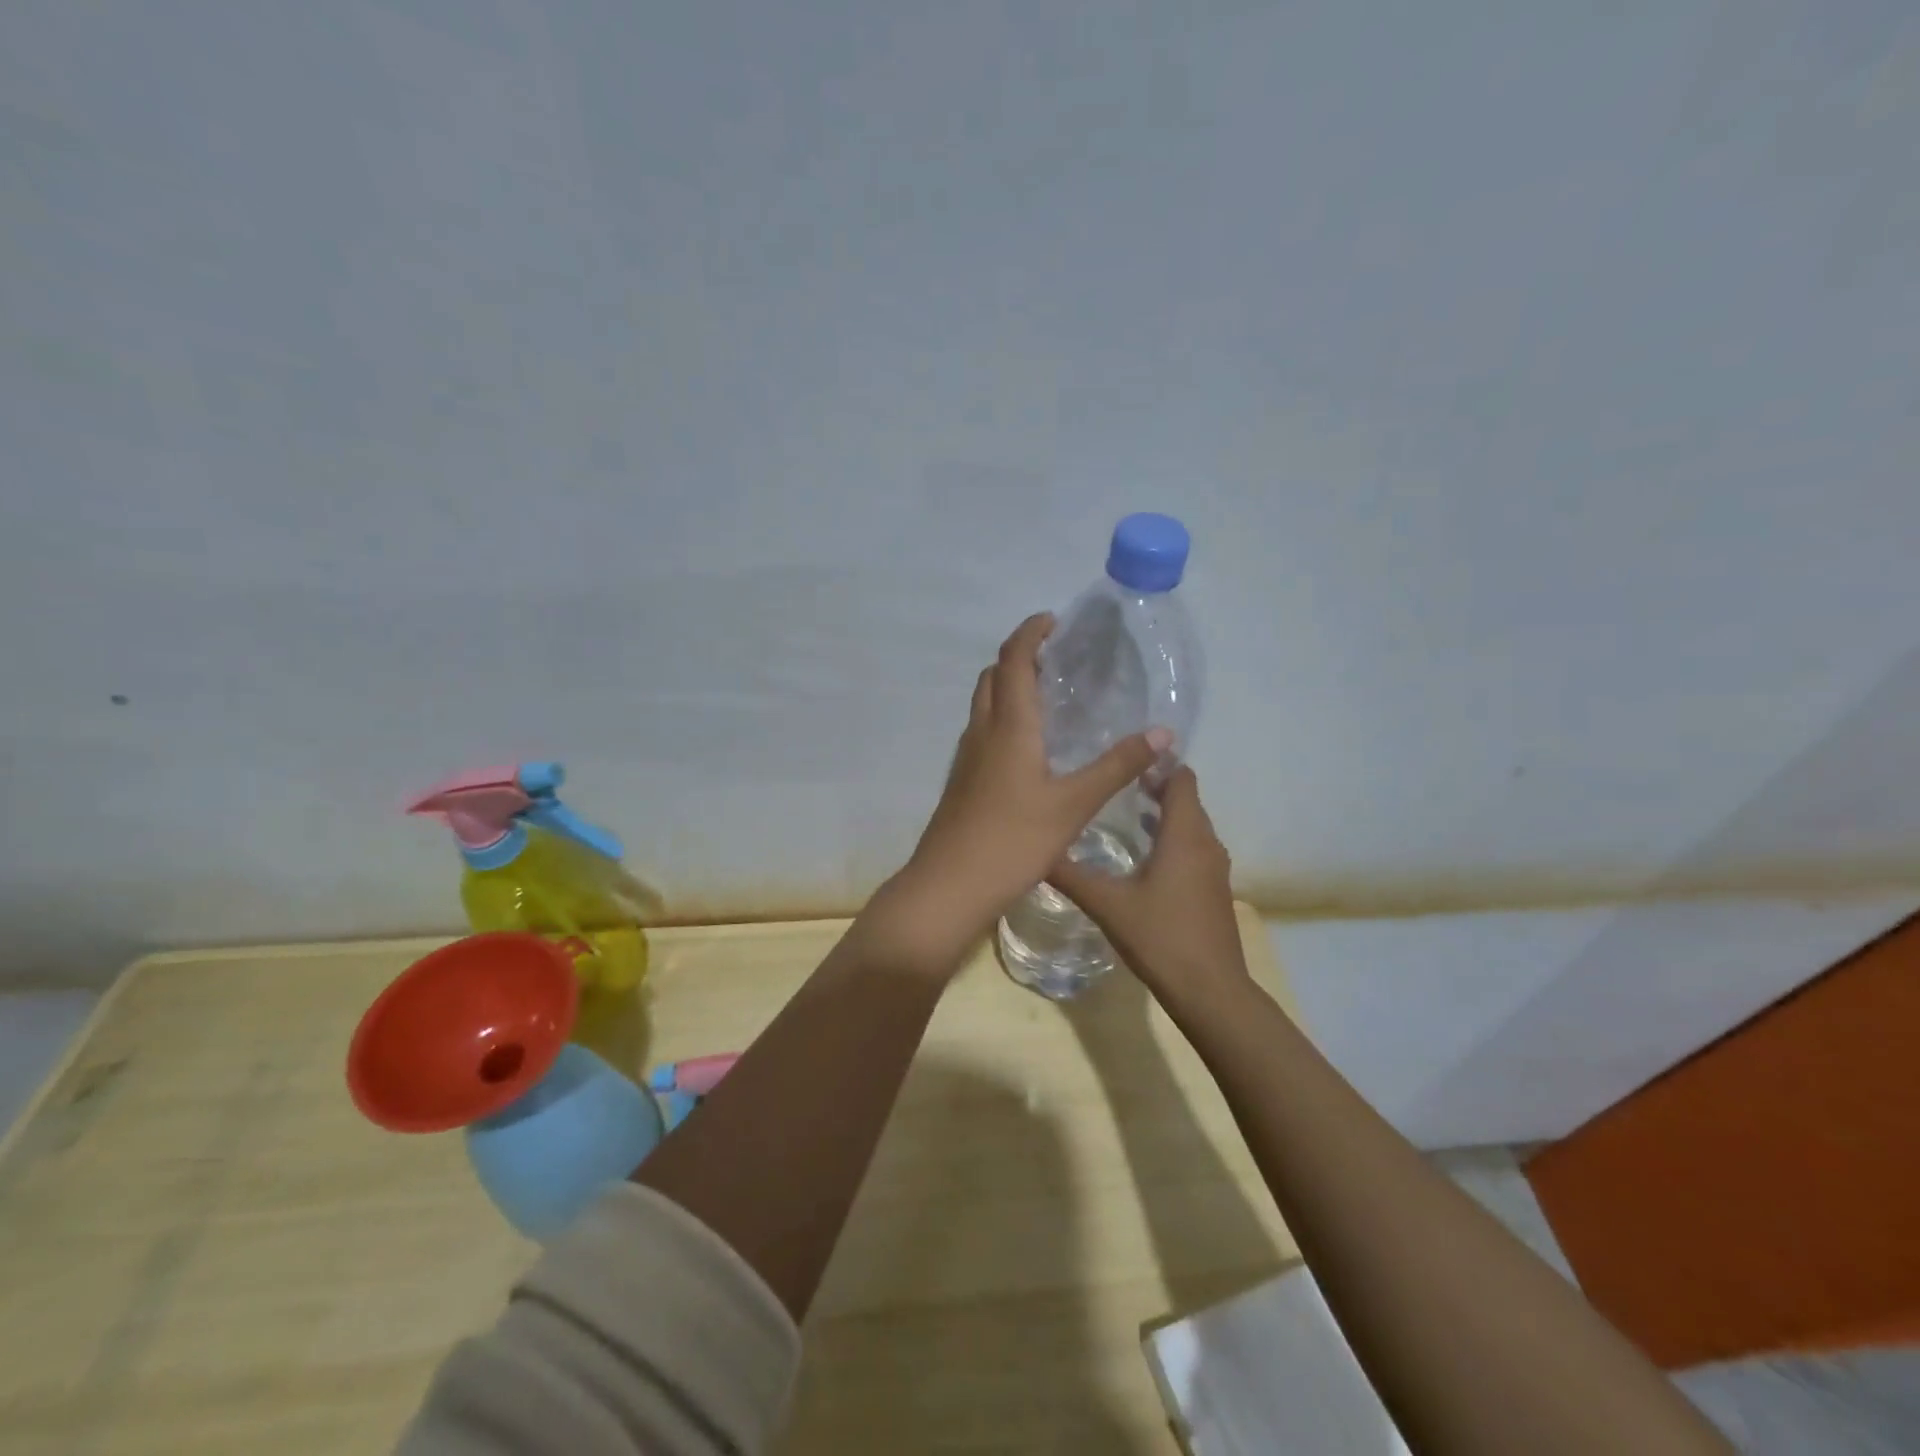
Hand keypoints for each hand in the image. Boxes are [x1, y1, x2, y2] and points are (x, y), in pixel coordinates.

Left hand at [870, 613, 1167, 972]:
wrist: (949, 885)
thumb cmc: (1013, 840)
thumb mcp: (1074, 804)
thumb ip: (1117, 766)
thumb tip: (1164, 732)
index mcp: (1009, 726)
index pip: (1013, 660)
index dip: (1030, 633)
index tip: (1053, 620)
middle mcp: (982, 732)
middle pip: (992, 676)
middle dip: (1018, 656)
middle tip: (1055, 658)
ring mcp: (967, 757)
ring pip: (984, 704)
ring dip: (1008, 686)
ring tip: (1047, 695)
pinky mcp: (962, 780)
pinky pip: (983, 731)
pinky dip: (1003, 717)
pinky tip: (1029, 746)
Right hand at [1049, 766, 1249, 1011]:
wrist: (1210, 991)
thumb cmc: (1161, 937)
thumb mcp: (1108, 904)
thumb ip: (1072, 875)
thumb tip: (1036, 850)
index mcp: (1184, 835)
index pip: (1181, 779)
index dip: (1158, 763)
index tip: (1126, 757)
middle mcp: (1206, 844)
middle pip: (1186, 800)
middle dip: (1156, 786)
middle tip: (1115, 781)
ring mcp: (1214, 869)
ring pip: (1191, 827)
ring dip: (1163, 815)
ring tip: (1124, 811)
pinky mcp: (1213, 891)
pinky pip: (1194, 849)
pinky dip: (1172, 840)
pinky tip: (1142, 856)